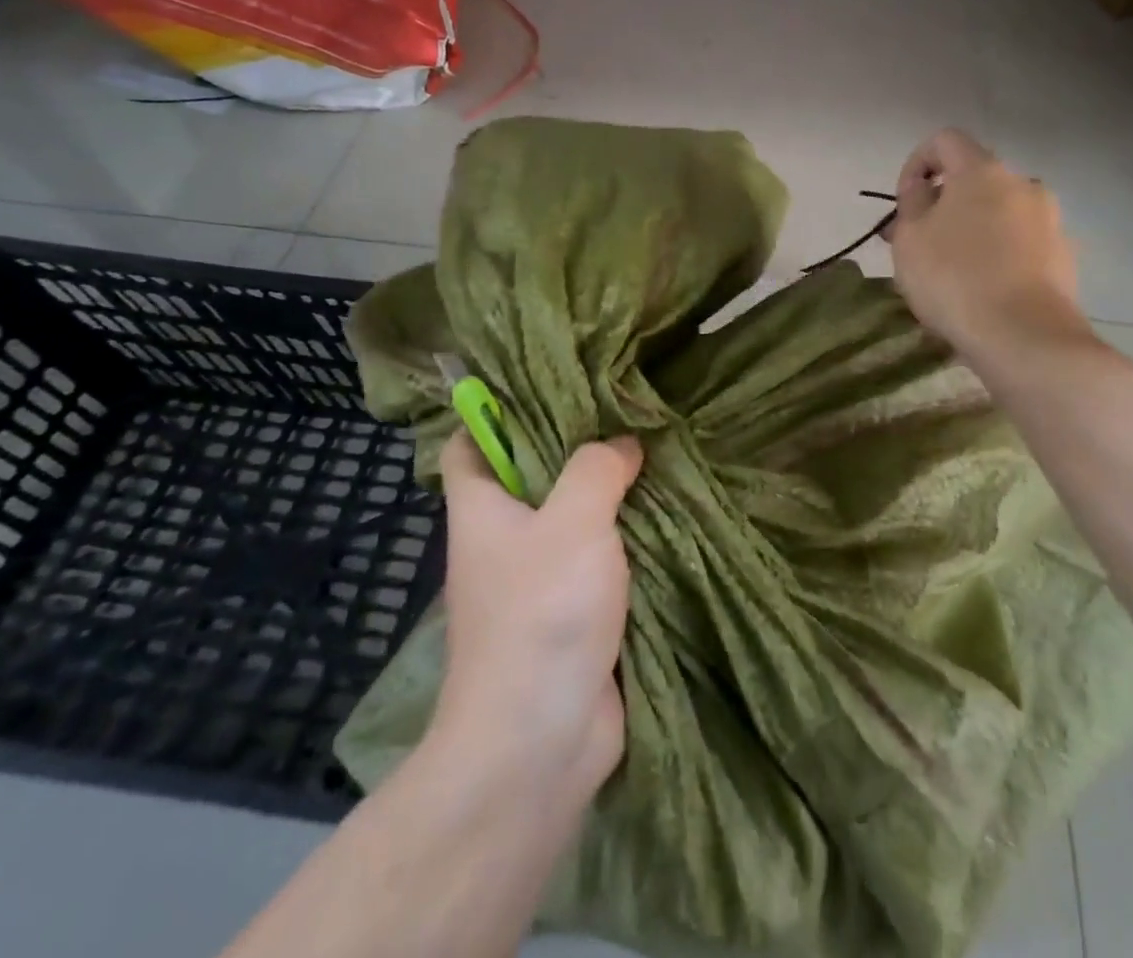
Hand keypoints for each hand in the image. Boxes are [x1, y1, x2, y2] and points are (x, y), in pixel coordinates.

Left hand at [432, 430, 643, 799]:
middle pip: (530, 476)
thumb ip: (597, 468)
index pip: (467, 444)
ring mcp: (535, 581)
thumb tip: (622, 443)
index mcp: (482, 510)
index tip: (549, 387)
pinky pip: (598, 561)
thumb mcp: (573, 521)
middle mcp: (503, 541)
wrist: (539, 743)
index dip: (494, 413)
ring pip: (571, 519)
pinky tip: (665, 515)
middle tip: (625, 412)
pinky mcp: (571, 614)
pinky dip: (625, 541)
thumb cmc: (542, 615)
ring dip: (609, 496)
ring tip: (655, 453)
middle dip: (575, 446)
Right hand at [887, 128, 1094, 359]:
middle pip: (975, 180)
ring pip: (999, 213)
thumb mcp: (910, 239)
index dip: (917, 162)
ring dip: (973, 230)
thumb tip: (922, 188)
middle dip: (945, 204)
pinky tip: (983, 290)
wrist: (1025, 338)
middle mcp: (1024, 184)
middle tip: (921, 242)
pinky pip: (1020, 243)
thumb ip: (911, 202)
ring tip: (951, 271)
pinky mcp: (1065, 257)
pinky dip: (999, 254)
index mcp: (983, 171)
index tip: (905, 202)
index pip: (945, 140)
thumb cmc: (954, 279)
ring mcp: (1050, 220)